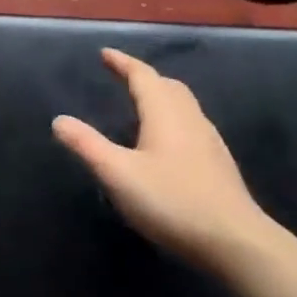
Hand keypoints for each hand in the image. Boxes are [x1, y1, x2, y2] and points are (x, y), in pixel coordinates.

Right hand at [53, 48, 270, 266]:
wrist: (237, 242)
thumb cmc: (172, 201)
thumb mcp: (119, 174)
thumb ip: (87, 145)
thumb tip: (59, 120)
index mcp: (163, 111)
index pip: (141, 74)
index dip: (122, 62)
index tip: (104, 53)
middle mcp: (189, 116)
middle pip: (166, 85)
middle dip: (143, 76)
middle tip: (122, 76)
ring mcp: (209, 139)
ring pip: (183, 104)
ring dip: (161, 96)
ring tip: (143, 105)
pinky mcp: (219, 162)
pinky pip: (192, 124)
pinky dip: (174, 118)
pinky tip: (168, 143)